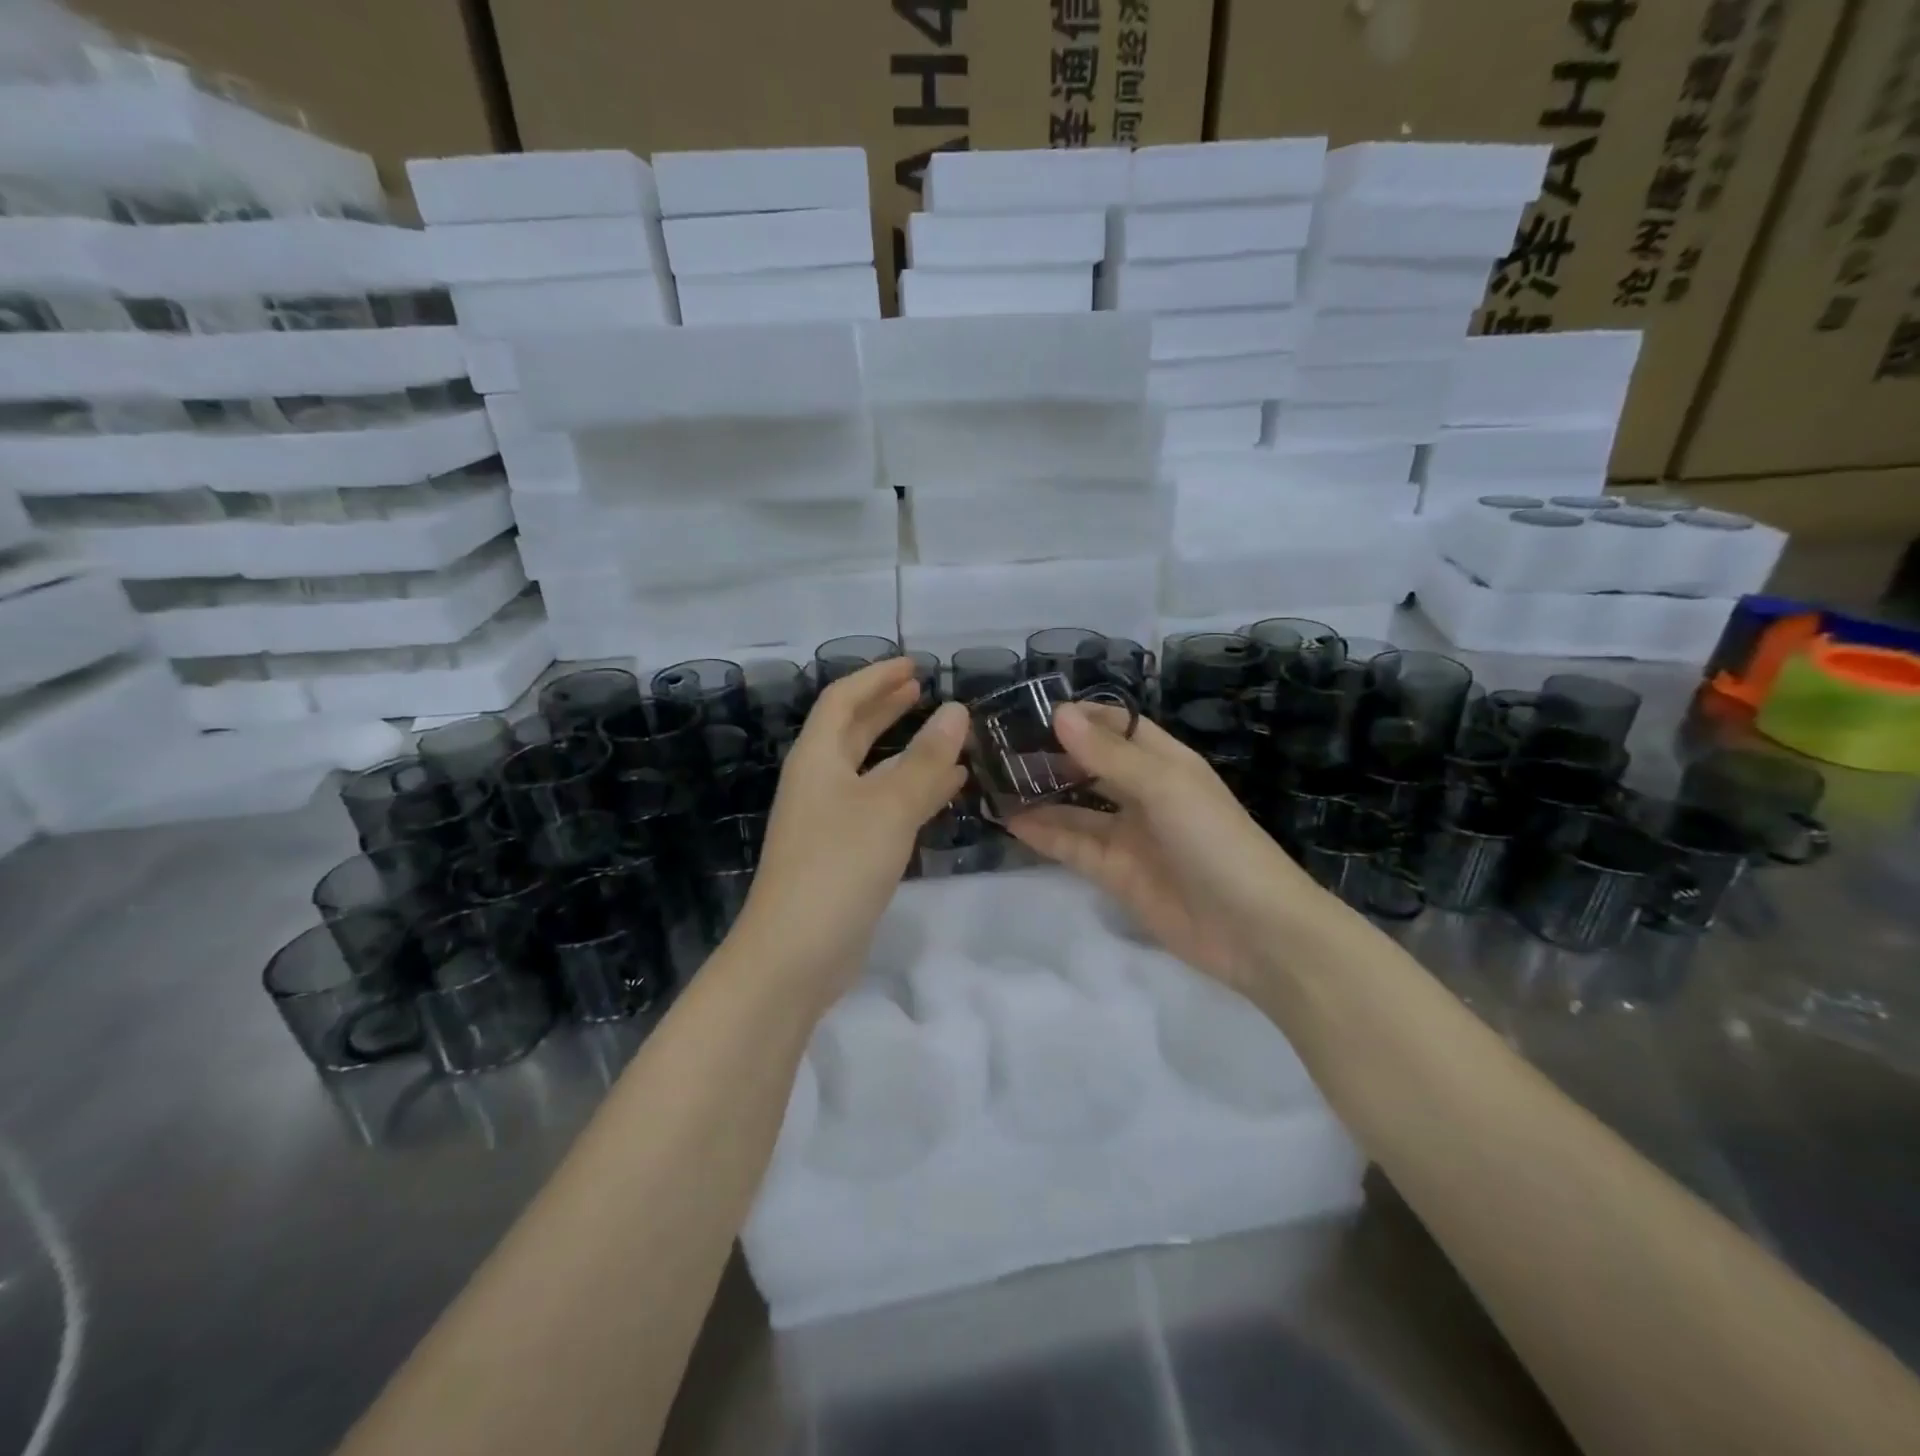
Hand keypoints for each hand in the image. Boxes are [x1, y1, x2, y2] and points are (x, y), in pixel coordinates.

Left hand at [733, 658, 968, 1010]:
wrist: (794, 956)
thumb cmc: (837, 867)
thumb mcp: (888, 807)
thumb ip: (924, 759)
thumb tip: (956, 711)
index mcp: (817, 760)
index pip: (842, 700)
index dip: (876, 677)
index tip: (915, 665)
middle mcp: (819, 783)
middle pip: (852, 731)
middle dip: (887, 708)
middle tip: (924, 690)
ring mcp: (829, 821)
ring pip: (871, 771)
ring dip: (905, 751)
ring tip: (946, 737)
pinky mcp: (844, 855)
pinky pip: (882, 807)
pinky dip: (912, 792)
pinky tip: (945, 791)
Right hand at [1006, 704, 1319, 995]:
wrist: (1254, 931)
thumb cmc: (1216, 842)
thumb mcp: (1165, 787)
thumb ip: (1109, 755)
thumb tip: (1060, 714)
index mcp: (1164, 762)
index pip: (1116, 725)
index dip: (1078, 716)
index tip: (1027, 710)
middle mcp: (1143, 793)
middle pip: (1090, 765)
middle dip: (1050, 755)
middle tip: (998, 747)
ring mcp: (1128, 835)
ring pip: (1076, 807)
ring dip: (1040, 795)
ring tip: (993, 781)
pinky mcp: (1115, 873)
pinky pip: (1073, 846)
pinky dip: (1044, 834)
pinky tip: (1010, 821)